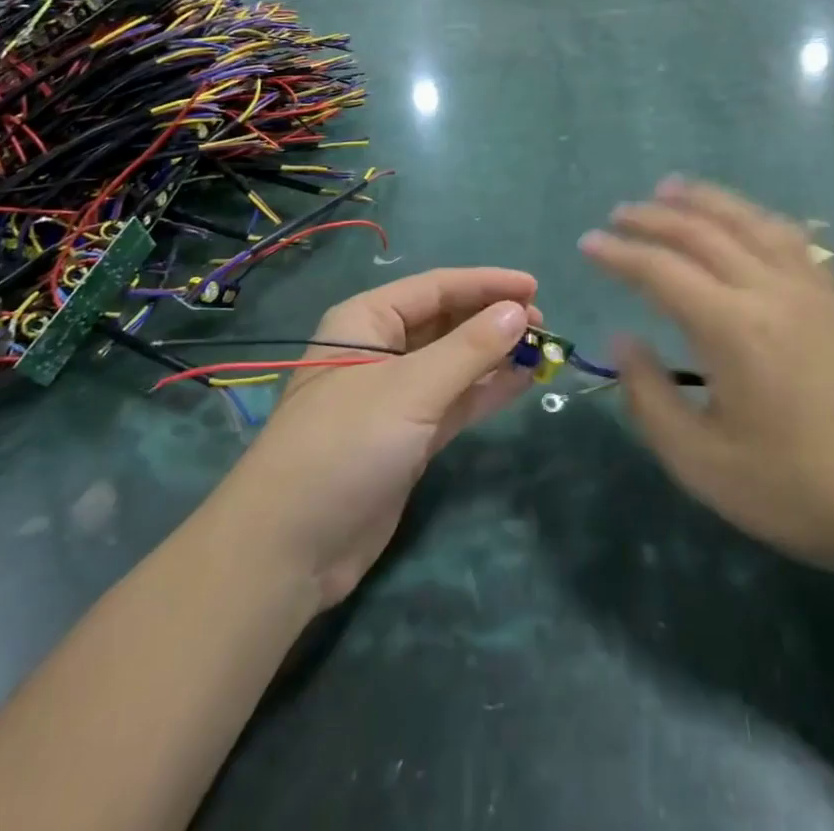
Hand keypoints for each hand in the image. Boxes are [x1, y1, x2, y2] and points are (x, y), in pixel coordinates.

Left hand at [213, 269, 538, 605]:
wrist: (290, 548)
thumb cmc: (345, 446)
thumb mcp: (411, 389)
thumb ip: (469, 349)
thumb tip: (519, 312)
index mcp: (367, 320)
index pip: (436, 287)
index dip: (487, 284)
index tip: (536, 287)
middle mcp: (380, 350)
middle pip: (447, 321)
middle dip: (493, 319)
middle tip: (543, 325)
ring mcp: (394, 396)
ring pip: (454, 362)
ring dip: (495, 355)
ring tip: (542, 350)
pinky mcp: (407, 436)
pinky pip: (455, 401)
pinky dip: (486, 390)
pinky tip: (521, 382)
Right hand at [579, 179, 833, 576]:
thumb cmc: (792, 489)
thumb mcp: (700, 462)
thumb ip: (649, 396)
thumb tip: (623, 338)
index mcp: (733, 330)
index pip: (662, 271)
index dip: (619, 253)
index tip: (588, 243)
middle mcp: (770, 292)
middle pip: (702, 233)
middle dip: (653, 217)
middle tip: (618, 213)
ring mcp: (809, 290)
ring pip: (749, 221)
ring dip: (705, 199)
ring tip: (670, 187)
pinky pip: (789, 237)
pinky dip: (753, 216)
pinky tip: (741, 218)